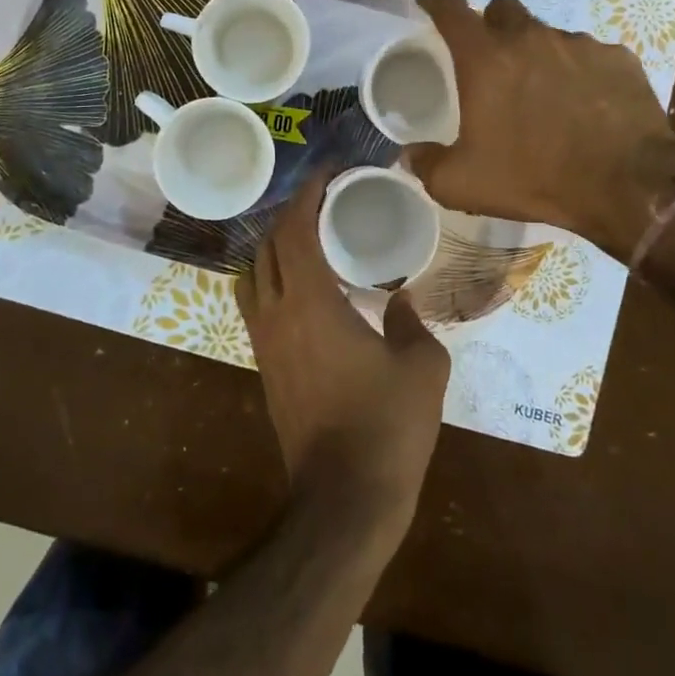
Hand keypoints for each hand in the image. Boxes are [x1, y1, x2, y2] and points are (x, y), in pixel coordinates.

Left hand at [236, 172, 450, 535]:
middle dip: (290, 215)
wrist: (343, 500)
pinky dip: (272, 279)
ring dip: (274, 247)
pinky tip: (303, 289)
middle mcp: (276, 313)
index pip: (294, 230)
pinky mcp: (263, 366)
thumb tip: (399, 300)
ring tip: (308, 241)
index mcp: (311, 302)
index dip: (307, 195)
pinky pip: (256, 303)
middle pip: (266, 245)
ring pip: (253, 274)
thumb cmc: (387, 428)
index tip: (328, 175)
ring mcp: (263, 341)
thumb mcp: (421, 366)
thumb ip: (412, 321)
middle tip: (324, 204)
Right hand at [408, 0, 674, 261]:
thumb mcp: (463, 185)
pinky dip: (580, 71)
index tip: (429, 2)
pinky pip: (589, 54)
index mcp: (485, 59)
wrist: (628, 186)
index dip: (435, 0)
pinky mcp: (618, 58)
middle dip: (491, 25)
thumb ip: (427, 165)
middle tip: (492, 61)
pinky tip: (587, 105)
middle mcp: (530, 38)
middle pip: (502, 9)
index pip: (450, 8)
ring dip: (538, 53)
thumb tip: (409, 155)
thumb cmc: (535, 177)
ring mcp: (578, 44)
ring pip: (547, 33)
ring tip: (545, 94)